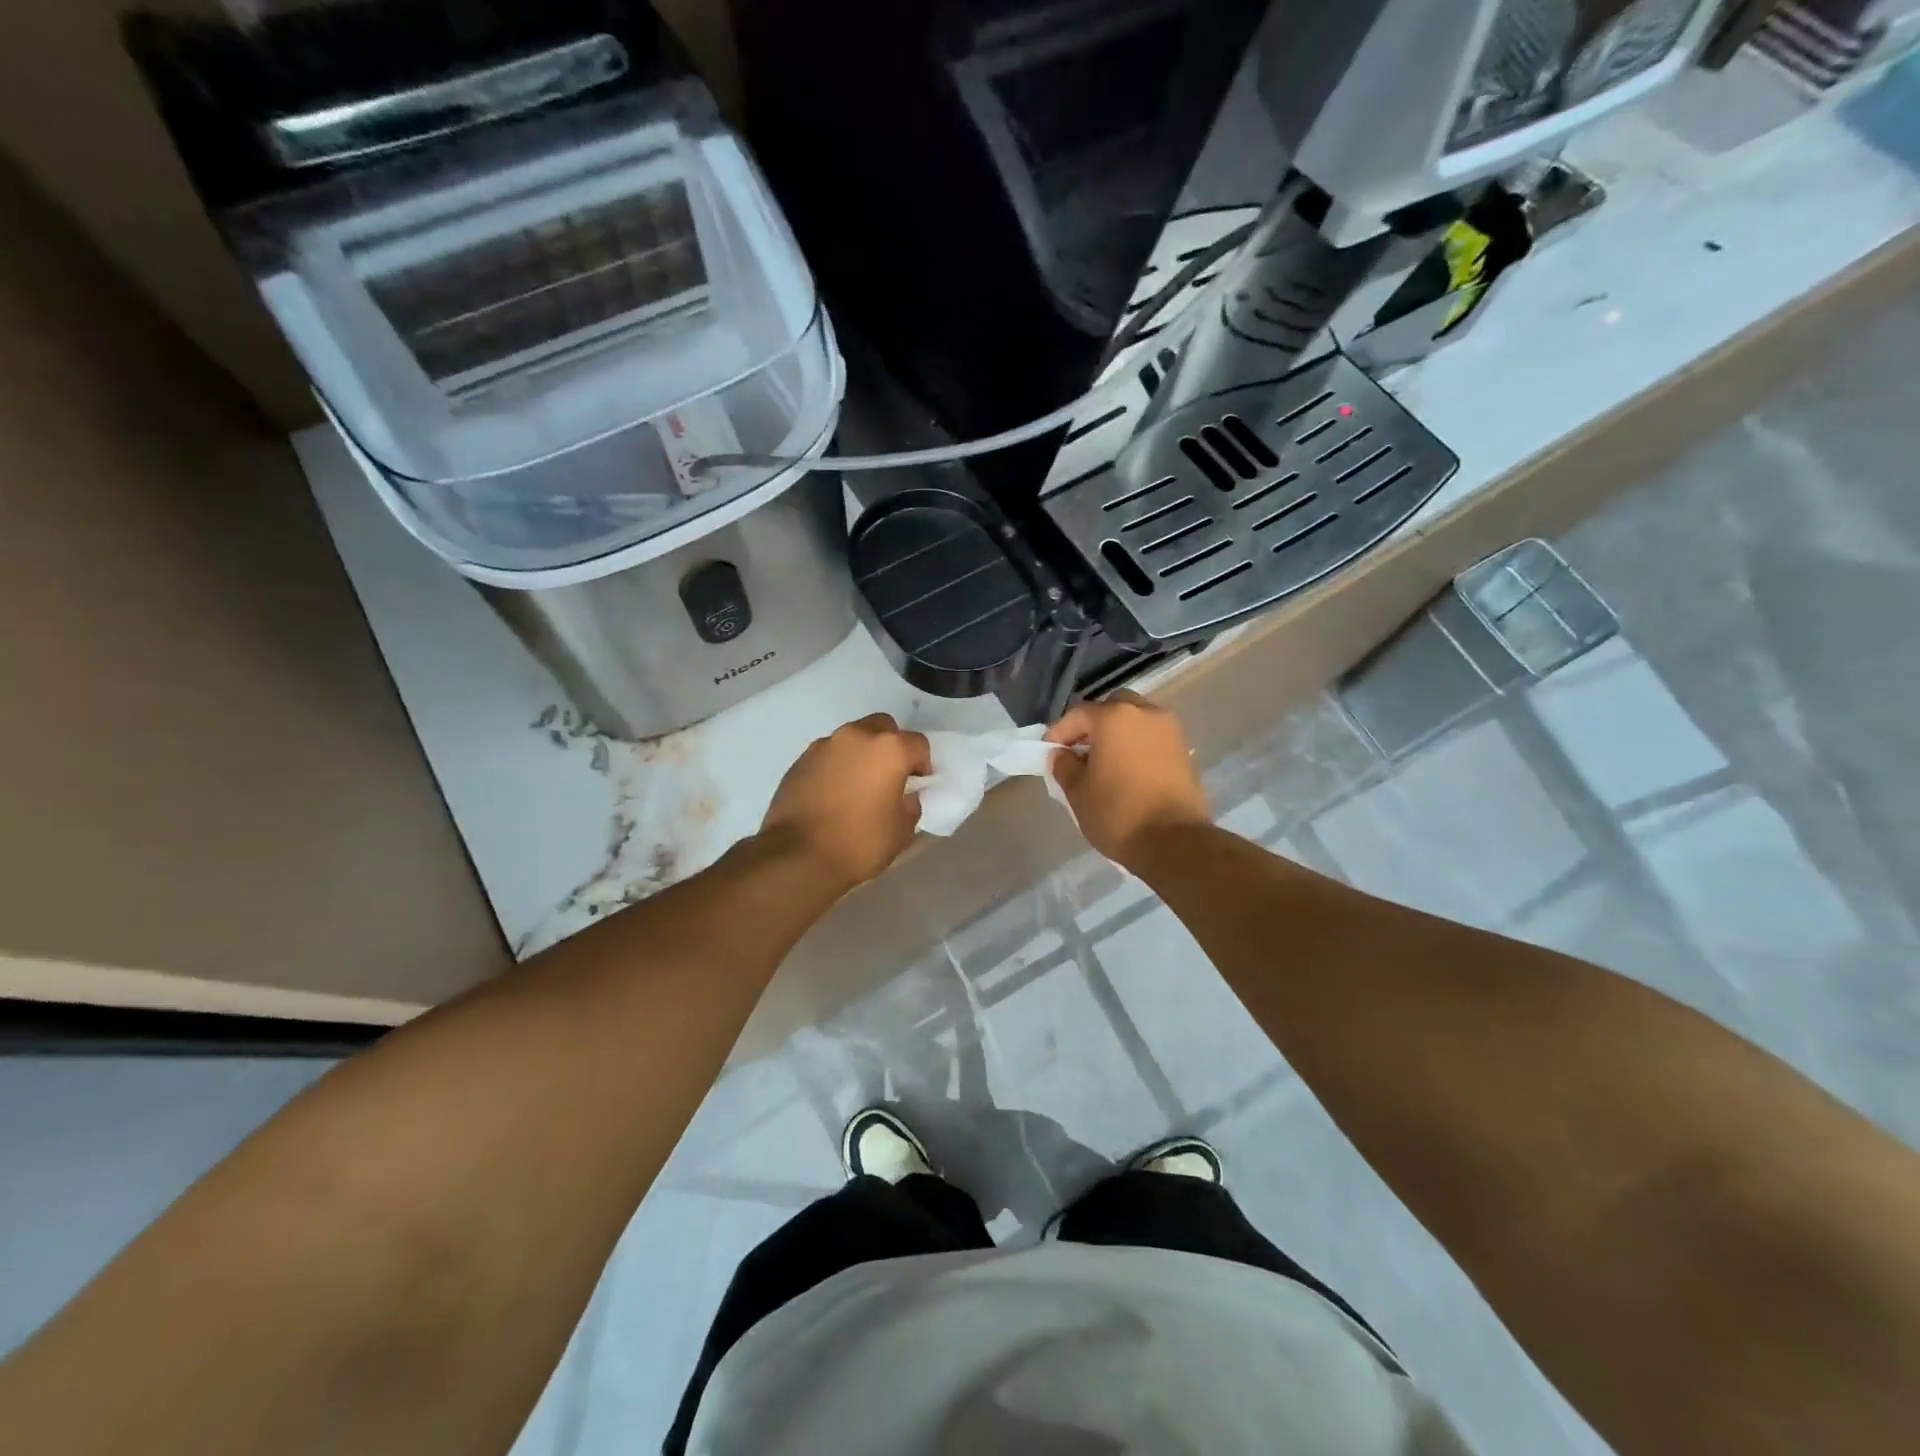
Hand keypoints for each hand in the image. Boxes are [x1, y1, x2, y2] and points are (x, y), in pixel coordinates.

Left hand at [760, 713, 931, 890]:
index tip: (918, 784)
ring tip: (858, 784)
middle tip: (889, 775)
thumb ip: (911, 805)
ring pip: (852, 738)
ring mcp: (825, 745)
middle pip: (883, 727)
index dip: (922, 764)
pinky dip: (836, 766)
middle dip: (890, 746)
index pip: (918, 743)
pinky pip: (828, 754)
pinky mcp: (800, 759)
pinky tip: (833, 792)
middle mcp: (857, 736)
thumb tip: (907, 796)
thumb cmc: (859, 843)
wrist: (797, 856)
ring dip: (861, 753)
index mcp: (889, 749)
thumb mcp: (901, 831)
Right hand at [1045, 691, 1208, 867]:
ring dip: (1117, 734)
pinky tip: (1126, 771)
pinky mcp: (1184, 751)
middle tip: (1079, 750)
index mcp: (1114, 717)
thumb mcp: (1078, 793)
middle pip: (1112, 707)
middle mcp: (1145, 714)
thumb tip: (1062, 754)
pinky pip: (1152, 738)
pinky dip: (1137, 746)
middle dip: (1093, 725)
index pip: (1078, 714)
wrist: (1175, 843)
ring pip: (1136, 720)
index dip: (1059, 732)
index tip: (1048, 751)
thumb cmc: (1118, 814)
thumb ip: (1064, 766)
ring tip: (1103, 762)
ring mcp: (1170, 731)